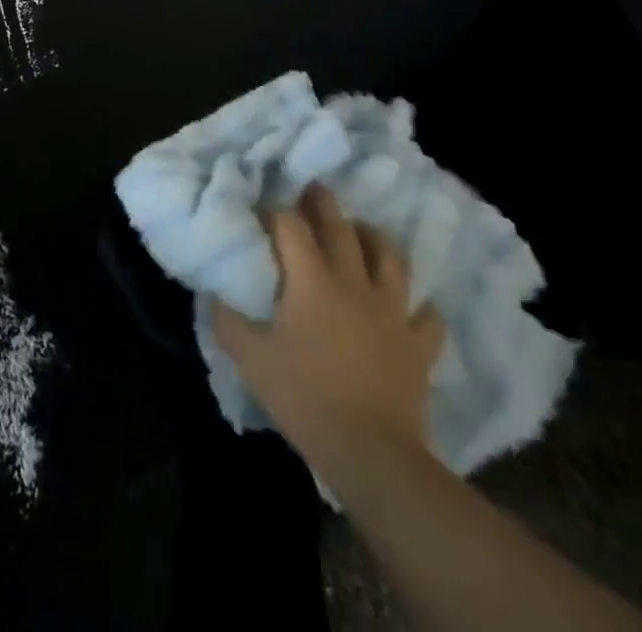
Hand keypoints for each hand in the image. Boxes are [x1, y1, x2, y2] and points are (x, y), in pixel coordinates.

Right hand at [211, 185, 444, 475]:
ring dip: (374, 238)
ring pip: (390, 258)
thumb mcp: (250, 359)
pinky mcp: (418, 345)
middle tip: (314, 189)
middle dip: (323, 203)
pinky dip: (420, 306)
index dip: (275, 212)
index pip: (290, 225)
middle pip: (340, 227)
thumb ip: (227, 321)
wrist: (371, 452)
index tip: (263, 212)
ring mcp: (392, 312)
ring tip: (362, 232)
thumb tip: (213, 295)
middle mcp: (354, 282)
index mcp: (311, 280)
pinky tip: (411, 305)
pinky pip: (427, 316)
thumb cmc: (305, 397)